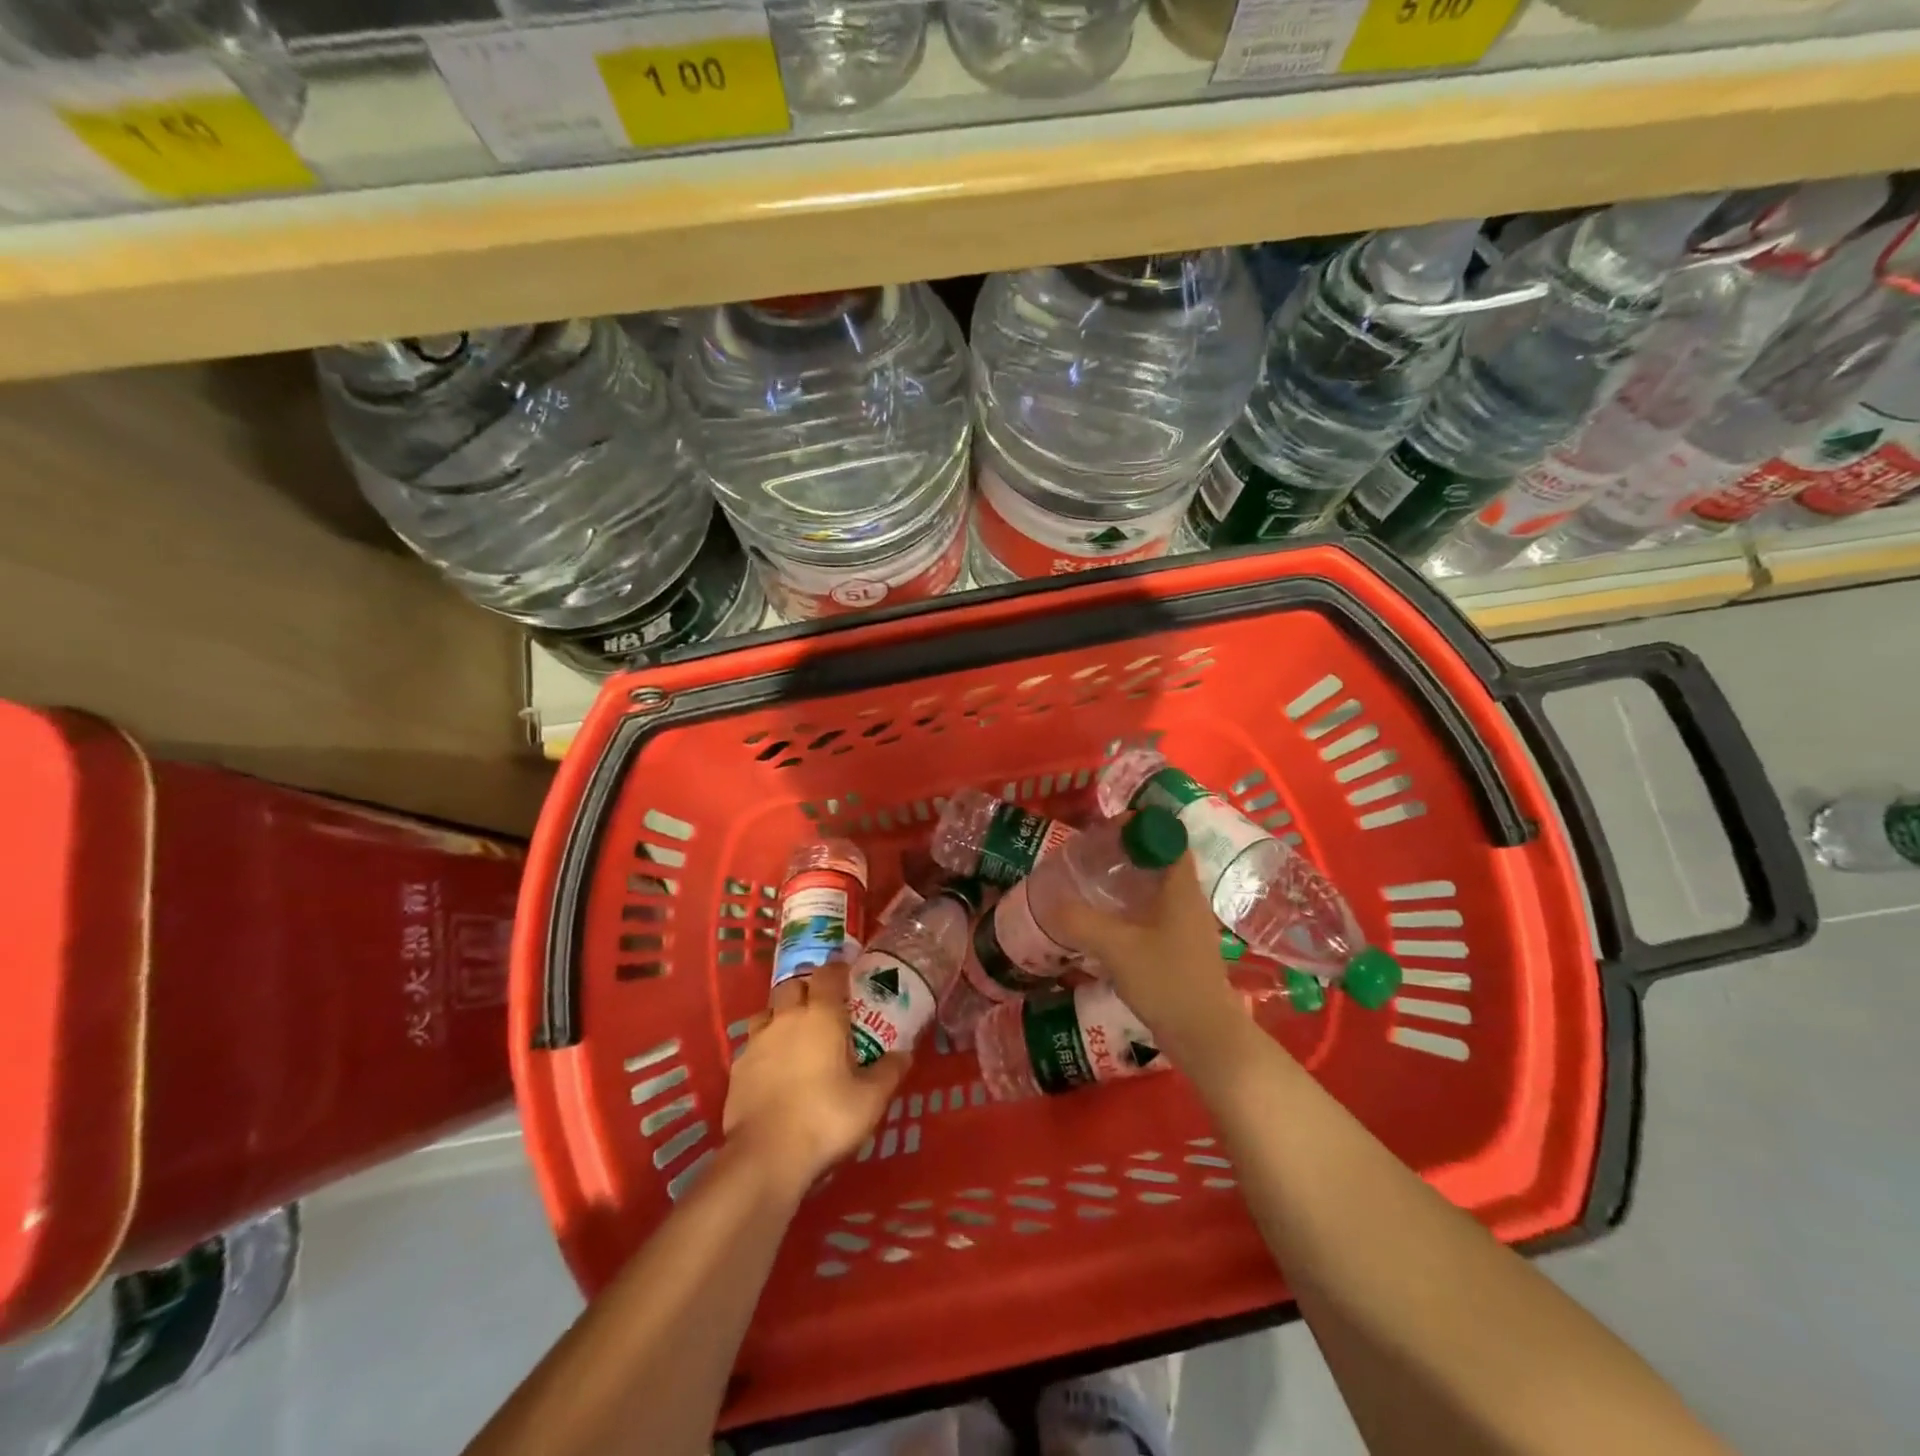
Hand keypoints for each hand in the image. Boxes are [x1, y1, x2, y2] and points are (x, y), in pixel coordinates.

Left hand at [723, 960, 909, 1195]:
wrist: (766, 1156)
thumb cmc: (826, 1118)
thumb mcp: (871, 1099)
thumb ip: (889, 1071)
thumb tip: (904, 1053)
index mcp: (821, 1015)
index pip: (829, 973)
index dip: (839, 968)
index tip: (849, 973)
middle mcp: (786, 1018)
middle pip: (793, 985)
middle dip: (807, 988)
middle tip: (823, 1006)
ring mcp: (757, 1041)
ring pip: (768, 1011)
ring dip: (781, 1014)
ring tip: (794, 1034)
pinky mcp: (737, 1068)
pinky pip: (752, 1043)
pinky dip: (765, 1047)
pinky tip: (773, 1067)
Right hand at [1055, 848, 1246, 1056]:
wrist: (1204, 1037)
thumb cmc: (1165, 981)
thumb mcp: (1116, 947)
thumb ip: (1080, 921)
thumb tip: (1049, 901)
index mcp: (1182, 888)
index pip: (1170, 838)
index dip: (1144, 826)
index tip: (1110, 828)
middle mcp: (1190, 900)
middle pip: (1162, 861)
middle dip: (1131, 852)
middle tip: (1094, 853)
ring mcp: (1189, 926)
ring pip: (1159, 889)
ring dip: (1131, 881)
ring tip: (1095, 882)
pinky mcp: (1183, 948)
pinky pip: (1157, 913)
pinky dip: (1135, 907)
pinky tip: (1110, 920)